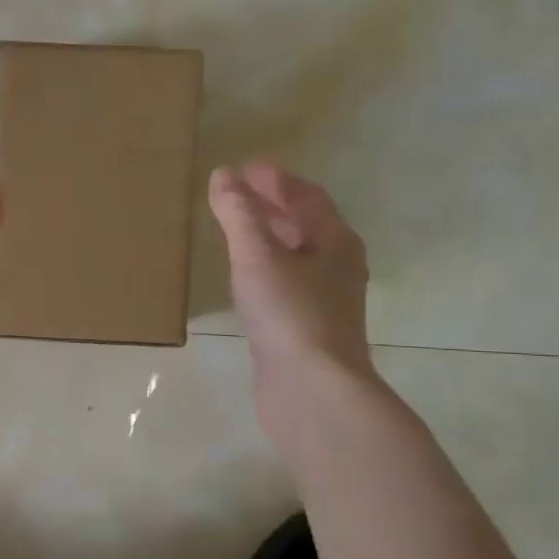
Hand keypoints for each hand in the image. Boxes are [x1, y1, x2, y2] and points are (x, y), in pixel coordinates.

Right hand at [209, 161, 377, 448]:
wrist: (312, 390)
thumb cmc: (290, 314)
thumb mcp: (258, 256)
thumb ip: (238, 214)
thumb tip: (222, 175)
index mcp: (336, 242)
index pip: (308, 197)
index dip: (276, 179)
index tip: (243, 168)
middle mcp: (336, 267)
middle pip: (304, 225)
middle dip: (272, 205)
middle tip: (234, 193)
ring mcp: (322, 302)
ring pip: (294, 257)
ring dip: (267, 238)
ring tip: (233, 229)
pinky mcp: (304, 330)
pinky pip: (284, 286)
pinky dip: (263, 270)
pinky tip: (241, 279)